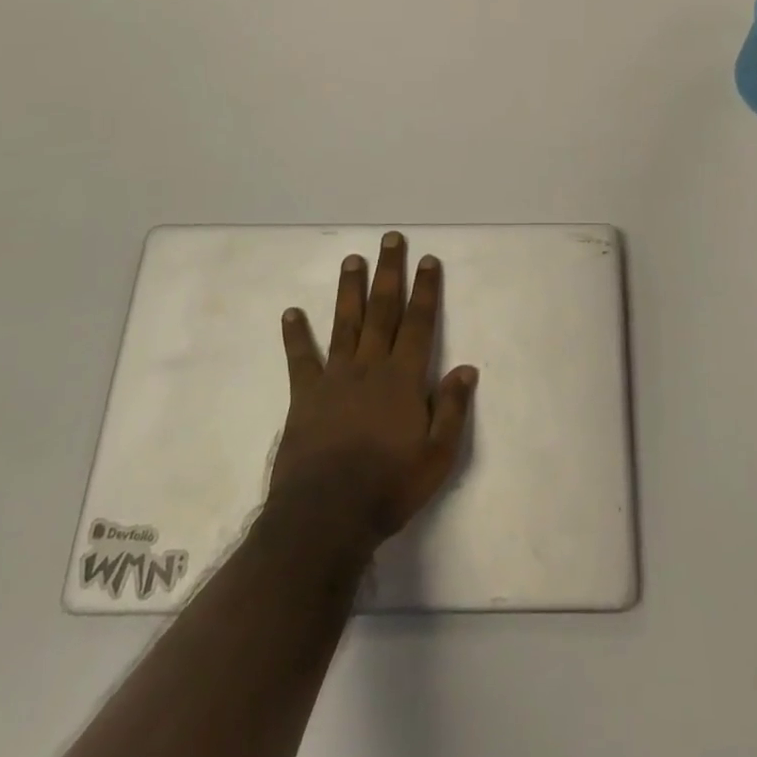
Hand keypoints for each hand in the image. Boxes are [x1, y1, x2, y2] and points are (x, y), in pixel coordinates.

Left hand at [270, 233, 478, 551]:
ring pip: (345, 323)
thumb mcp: (437, 456)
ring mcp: (335, 378)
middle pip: (383, 310)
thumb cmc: (389, 487)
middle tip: (390, 239)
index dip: (425, 290)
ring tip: (352, 259)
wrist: (326, 517)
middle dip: (389, 272)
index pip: (418, 323)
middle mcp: (370, 366)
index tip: (428, 260)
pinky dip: (295, 335)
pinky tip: (291, 313)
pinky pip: (301, 359)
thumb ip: (452, 409)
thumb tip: (466, 367)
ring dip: (350, 290)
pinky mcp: (305, 397)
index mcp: (403, 378)